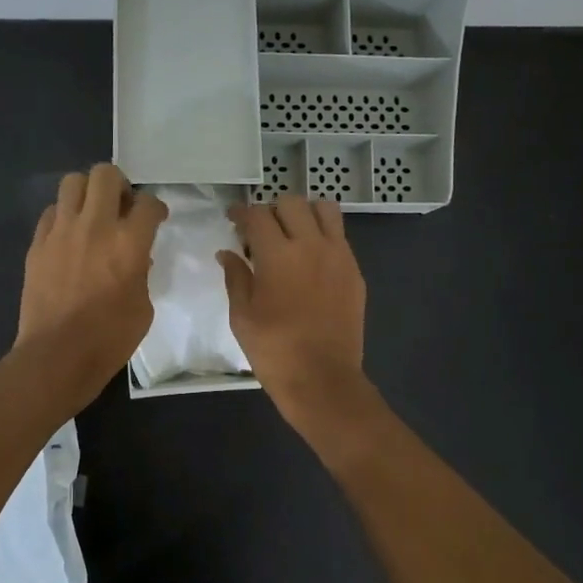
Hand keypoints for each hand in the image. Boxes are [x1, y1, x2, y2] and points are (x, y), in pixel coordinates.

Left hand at [15, 163, 166, 399]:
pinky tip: (69, 236)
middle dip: (119, 185)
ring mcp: (61, 232)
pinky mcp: (37, 244)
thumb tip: (136, 258)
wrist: (57, 355)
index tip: (156, 218)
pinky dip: (64, 216)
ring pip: (72, 182)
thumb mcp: (143, 306)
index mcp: (129, 242)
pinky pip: (51, 212)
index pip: (148, 203)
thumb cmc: (110, 338)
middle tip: (121, 205)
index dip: (156, 207)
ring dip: (87, 192)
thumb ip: (142, 272)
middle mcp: (95, 226)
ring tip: (92, 214)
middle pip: (105, 174)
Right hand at [218, 195, 367, 423]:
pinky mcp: (354, 271)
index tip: (233, 219)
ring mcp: (338, 255)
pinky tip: (311, 258)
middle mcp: (311, 245)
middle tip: (261, 232)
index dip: (241, 212)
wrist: (322, 379)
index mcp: (277, 254)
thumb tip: (228, 253)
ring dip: (304, 214)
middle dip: (271, 211)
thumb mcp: (242, 316)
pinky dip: (323, 235)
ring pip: (324, 209)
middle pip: (291, 203)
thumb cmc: (274, 350)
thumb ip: (235, 277)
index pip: (257, 215)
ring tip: (292, 234)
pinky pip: (340, 236)